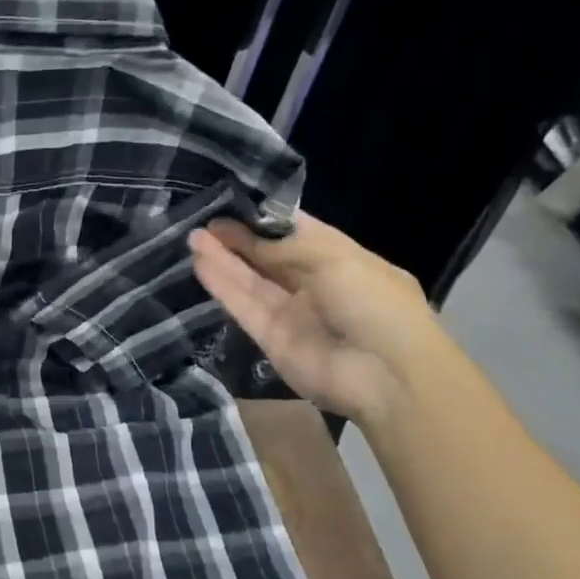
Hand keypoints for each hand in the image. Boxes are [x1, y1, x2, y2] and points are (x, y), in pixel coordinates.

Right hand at [189, 212, 447, 424]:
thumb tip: (240, 233)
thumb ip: (279, 247)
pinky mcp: (270, 337)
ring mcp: (291, 312)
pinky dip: (222, 285)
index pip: (296, 231)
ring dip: (223, 259)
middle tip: (204, 221)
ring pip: (251, 280)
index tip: (232, 203)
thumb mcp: (332, 259)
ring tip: (193, 237)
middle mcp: (313, 283)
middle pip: (268, 256)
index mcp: (341, 258)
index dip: (265, 217)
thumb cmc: (373, 303)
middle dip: (238, 237)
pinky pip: (243, 306)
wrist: (386, 375)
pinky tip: (200, 262)